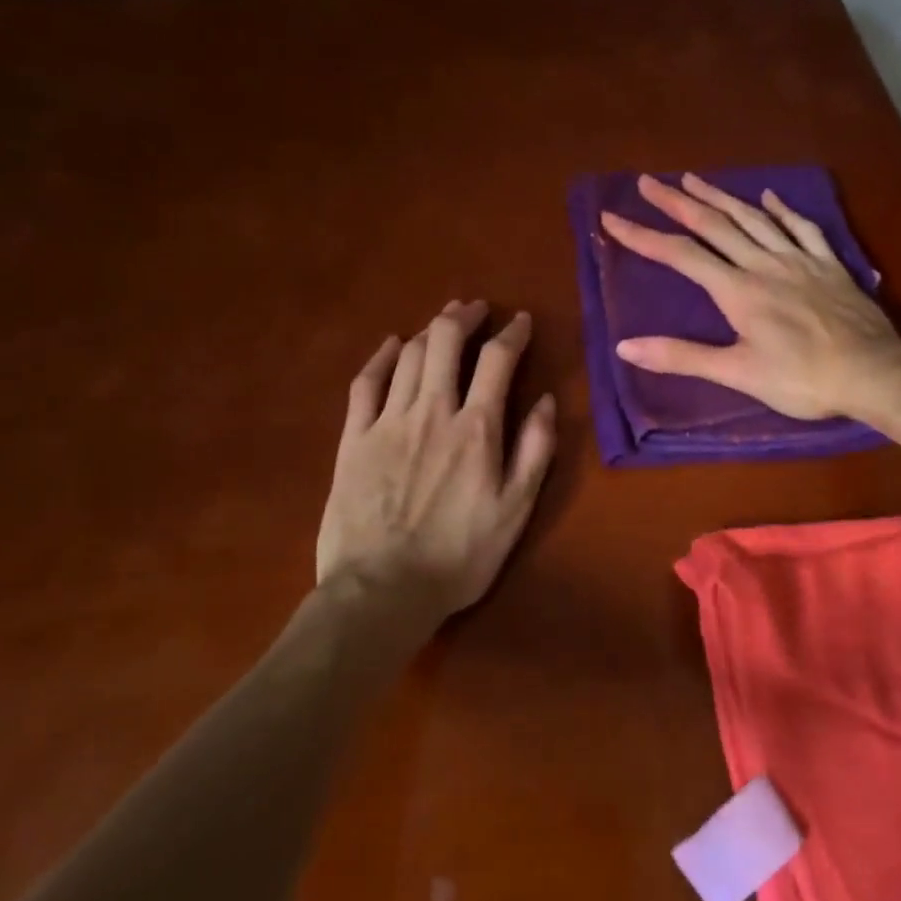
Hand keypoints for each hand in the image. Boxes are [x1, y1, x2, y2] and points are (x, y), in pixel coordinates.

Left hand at [317, 301, 555, 622]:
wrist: (382, 591)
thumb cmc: (459, 555)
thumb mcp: (516, 510)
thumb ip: (535, 450)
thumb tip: (548, 400)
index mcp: (476, 429)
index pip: (498, 360)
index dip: (512, 333)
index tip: (520, 321)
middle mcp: (431, 411)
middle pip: (446, 342)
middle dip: (464, 316)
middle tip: (477, 309)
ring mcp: (386, 422)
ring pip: (409, 355)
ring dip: (429, 330)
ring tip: (444, 321)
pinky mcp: (353, 439)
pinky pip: (365, 383)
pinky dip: (381, 357)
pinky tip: (392, 344)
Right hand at [600, 173, 900, 419]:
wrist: (872, 373)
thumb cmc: (802, 379)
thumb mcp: (737, 374)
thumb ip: (681, 356)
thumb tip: (625, 345)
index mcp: (738, 290)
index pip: (680, 255)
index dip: (643, 236)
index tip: (611, 218)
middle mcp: (764, 264)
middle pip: (714, 224)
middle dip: (676, 202)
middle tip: (648, 182)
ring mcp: (799, 259)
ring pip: (753, 218)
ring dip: (721, 196)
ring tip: (694, 179)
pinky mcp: (828, 264)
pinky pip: (802, 227)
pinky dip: (782, 209)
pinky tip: (770, 197)